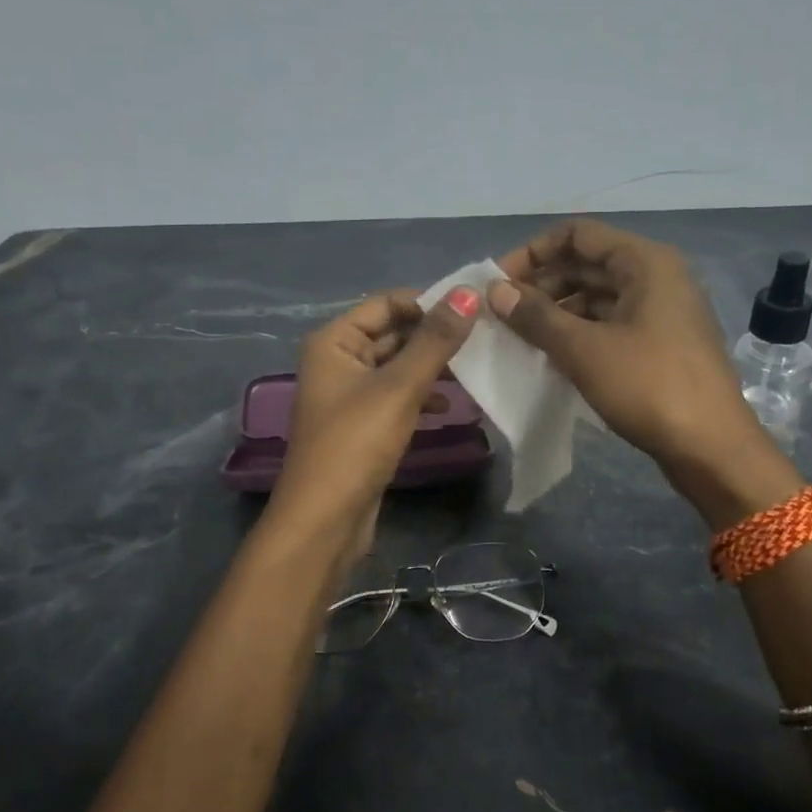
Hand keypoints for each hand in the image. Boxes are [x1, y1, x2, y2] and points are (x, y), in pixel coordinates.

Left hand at [266, 286, 480, 561]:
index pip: (387, 304)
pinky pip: (397, 395)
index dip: (429, 302)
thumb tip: (469, 292)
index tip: (476, 308)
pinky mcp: (363, 424)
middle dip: (434, 335)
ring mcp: (349, 395)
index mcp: (334, 341)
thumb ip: (436, 340)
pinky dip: (422, 395)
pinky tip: (450, 405)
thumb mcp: (400, 387)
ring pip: (398, 366)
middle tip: (486, 336)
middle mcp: (337, 360)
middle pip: (392, 334)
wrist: (325, 520)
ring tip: (475, 367)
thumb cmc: (357, 443)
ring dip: (432, 366)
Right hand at [488, 218, 801, 522]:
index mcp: (645, 262)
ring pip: (598, 297)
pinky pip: (610, 324)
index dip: (533, 252)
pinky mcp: (661, 344)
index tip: (498, 283)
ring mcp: (662, 312)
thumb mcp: (584, 350)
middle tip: (501, 313)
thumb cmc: (649, 386)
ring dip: (557, 311)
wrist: (711, 448)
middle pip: (587, 264)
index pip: (577, 235)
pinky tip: (550, 355)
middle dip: (541, 284)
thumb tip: (495, 291)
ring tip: (519, 336)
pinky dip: (579, 332)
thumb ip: (536, 316)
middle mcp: (656, 277)